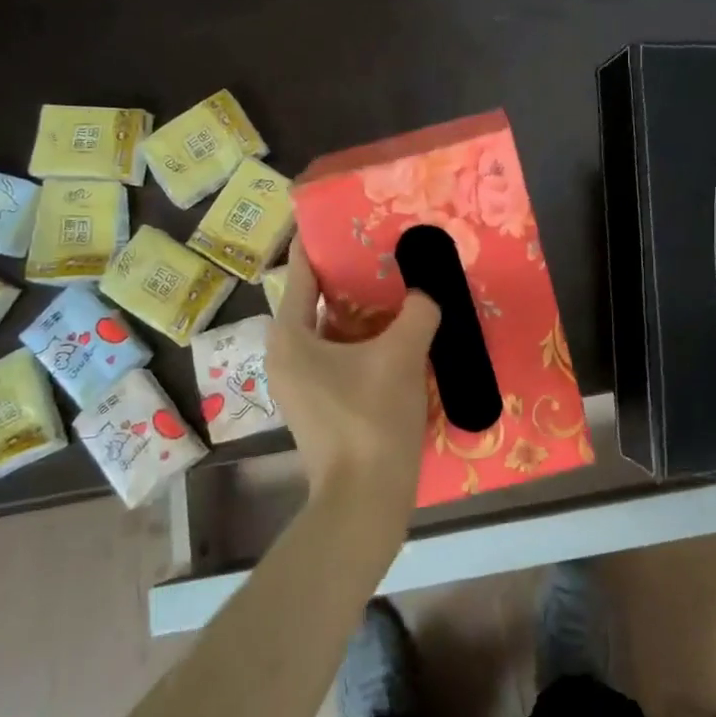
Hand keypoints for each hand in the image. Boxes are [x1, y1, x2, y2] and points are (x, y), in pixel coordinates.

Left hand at [266, 239, 440, 521]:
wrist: (365, 499)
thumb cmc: (371, 417)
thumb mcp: (401, 355)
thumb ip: (418, 312)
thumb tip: (429, 290)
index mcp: (290, 336)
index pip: (300, 272)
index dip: (321, 242)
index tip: (343, 217)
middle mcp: (286, 356)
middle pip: (318, 302)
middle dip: (353, 278)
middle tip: (386, 252)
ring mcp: (302, 385)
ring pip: (334, 333)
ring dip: (364, 314)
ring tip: (400, 289)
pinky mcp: (322, 407)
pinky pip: (342, 359)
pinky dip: (367, 344)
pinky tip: (402, 337)